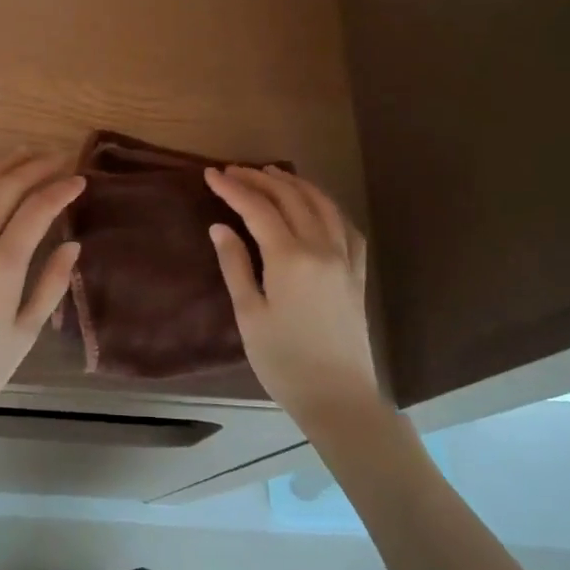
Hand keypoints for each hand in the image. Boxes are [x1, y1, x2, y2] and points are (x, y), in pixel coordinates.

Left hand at [0, 152, 84, 427]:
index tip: (79, 179)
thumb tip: (72, 246)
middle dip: (34, 167)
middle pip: (4, 188)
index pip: (37, 210)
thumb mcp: (25, 332)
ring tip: (20, 155)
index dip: (60, 189)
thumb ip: (50, 285)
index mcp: (1, 265)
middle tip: (56, 157)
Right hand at [204, 166, 381, 427]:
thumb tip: (220, 227)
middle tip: (234, 171)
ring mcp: (345, 259)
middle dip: (260, 180)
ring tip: (271, 174)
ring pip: (321, 205)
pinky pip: (346, 227)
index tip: (211, 175)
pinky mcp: (358, 274)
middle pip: (290, 199)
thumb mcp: (249, 314)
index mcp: (289, 258)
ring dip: (294, 185)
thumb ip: (235, 265)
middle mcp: (321, 248)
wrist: (338, 398)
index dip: (233, 188)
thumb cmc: (284, 361)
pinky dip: (328, 207)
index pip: (257, 209)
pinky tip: (317, 205)